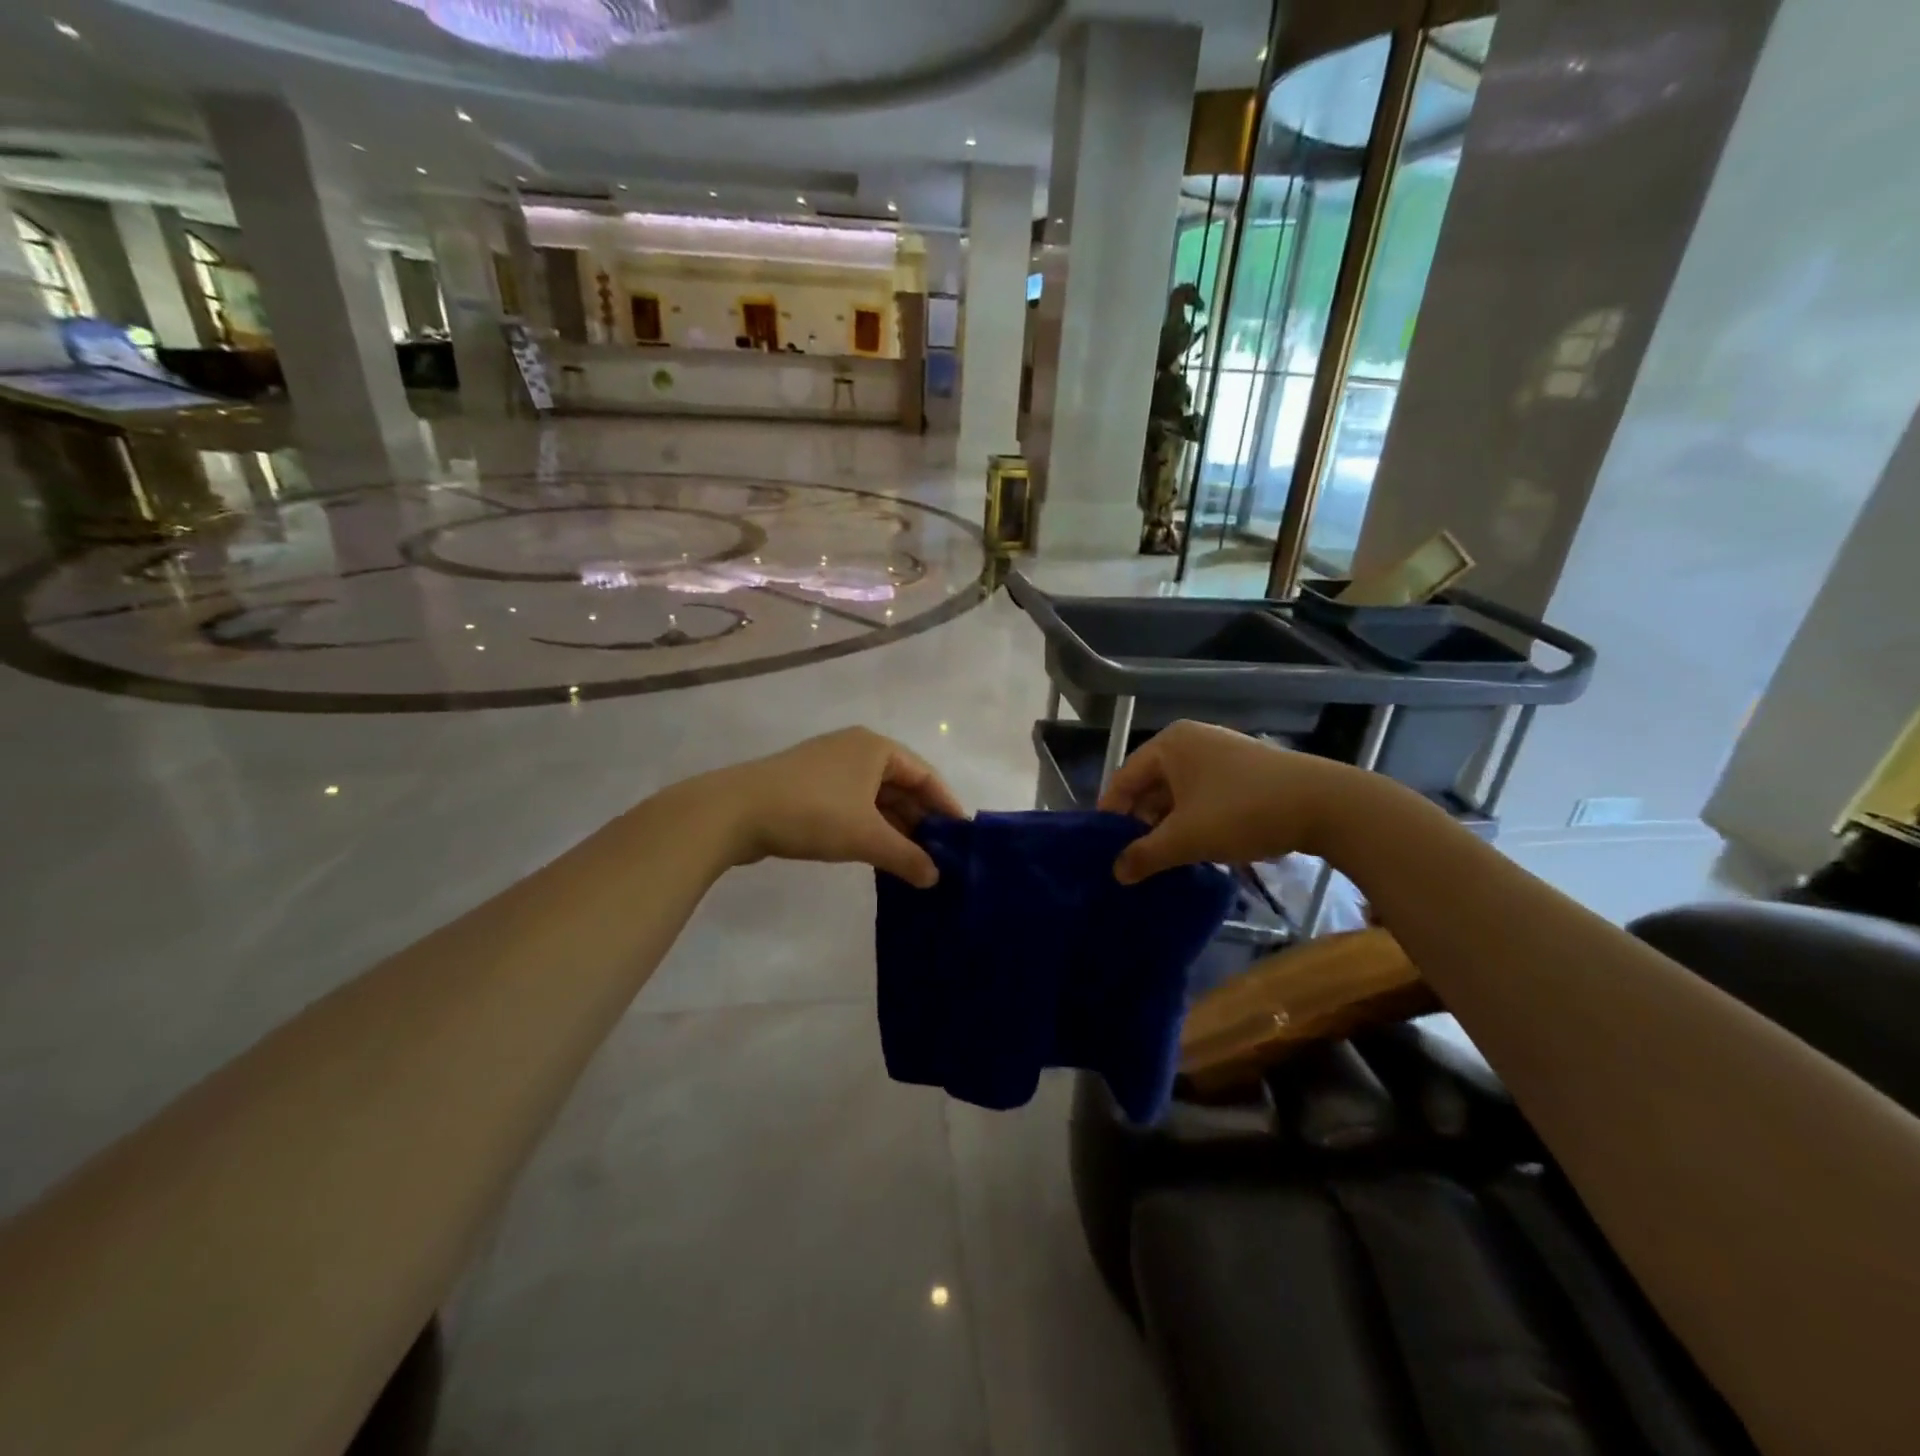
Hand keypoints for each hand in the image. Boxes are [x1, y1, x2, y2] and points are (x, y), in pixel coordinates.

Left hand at [705, 727, 964, 887]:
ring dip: (894, 828)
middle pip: (901, 785)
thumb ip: (907, 856)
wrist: (734, 812)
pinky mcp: (808, 787)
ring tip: (913, 862)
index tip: (963, 839)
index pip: (926, 775)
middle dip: (920, 821)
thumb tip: (936, 878)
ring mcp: (829, 767)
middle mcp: (856, 749)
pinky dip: (869, 828)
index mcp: (876, 748)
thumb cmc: (812, 813)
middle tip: (940, 857)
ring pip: (876, 798)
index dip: (946, 807)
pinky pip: (853, 805)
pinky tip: (878, 855)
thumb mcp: (866, 837)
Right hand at [1098, 720, 1375, 882]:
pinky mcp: (1245, 769)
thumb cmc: (1241, 812)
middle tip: (1132, 858)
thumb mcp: (1186, 839)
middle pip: (1151, 784)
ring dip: (1168, 824)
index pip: (1123, 779)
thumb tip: (1116, 873)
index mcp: (1168, 744)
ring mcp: (1221, 752)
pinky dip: (1194, 818)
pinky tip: (1197, 846)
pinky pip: (1204, 793)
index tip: (1103, 849)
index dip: (1110, 815)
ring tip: (1162, 858)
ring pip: (1179, 792)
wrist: (1325, 805)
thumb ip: (1145, 855)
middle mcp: (1191, 740)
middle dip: (1141, 822)